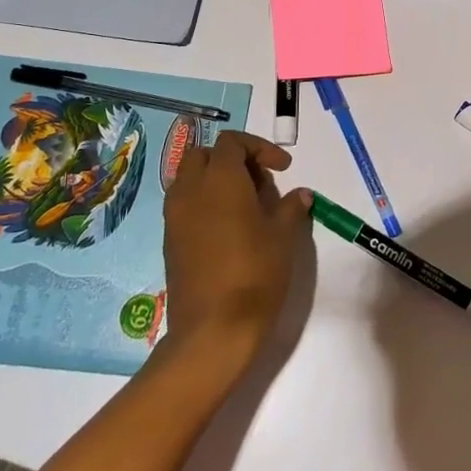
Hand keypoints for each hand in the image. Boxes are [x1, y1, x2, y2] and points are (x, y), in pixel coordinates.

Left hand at [161, 131, 309, 365]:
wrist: (213, 328)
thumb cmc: (254, 272)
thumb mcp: (283, 236)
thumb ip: (290, 208)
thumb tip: (300, 194)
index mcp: (220, 179)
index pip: (232, 142)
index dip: (259, 148)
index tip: (282, 170)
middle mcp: (191, 190)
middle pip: (203, 155)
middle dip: (231, 159)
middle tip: (258, 181)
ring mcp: (175, 216)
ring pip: (189, 179)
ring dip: (214, 180)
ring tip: (245, 205)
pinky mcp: (170, 241)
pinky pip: (184, 205)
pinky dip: (203, 203)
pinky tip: (228, 229)